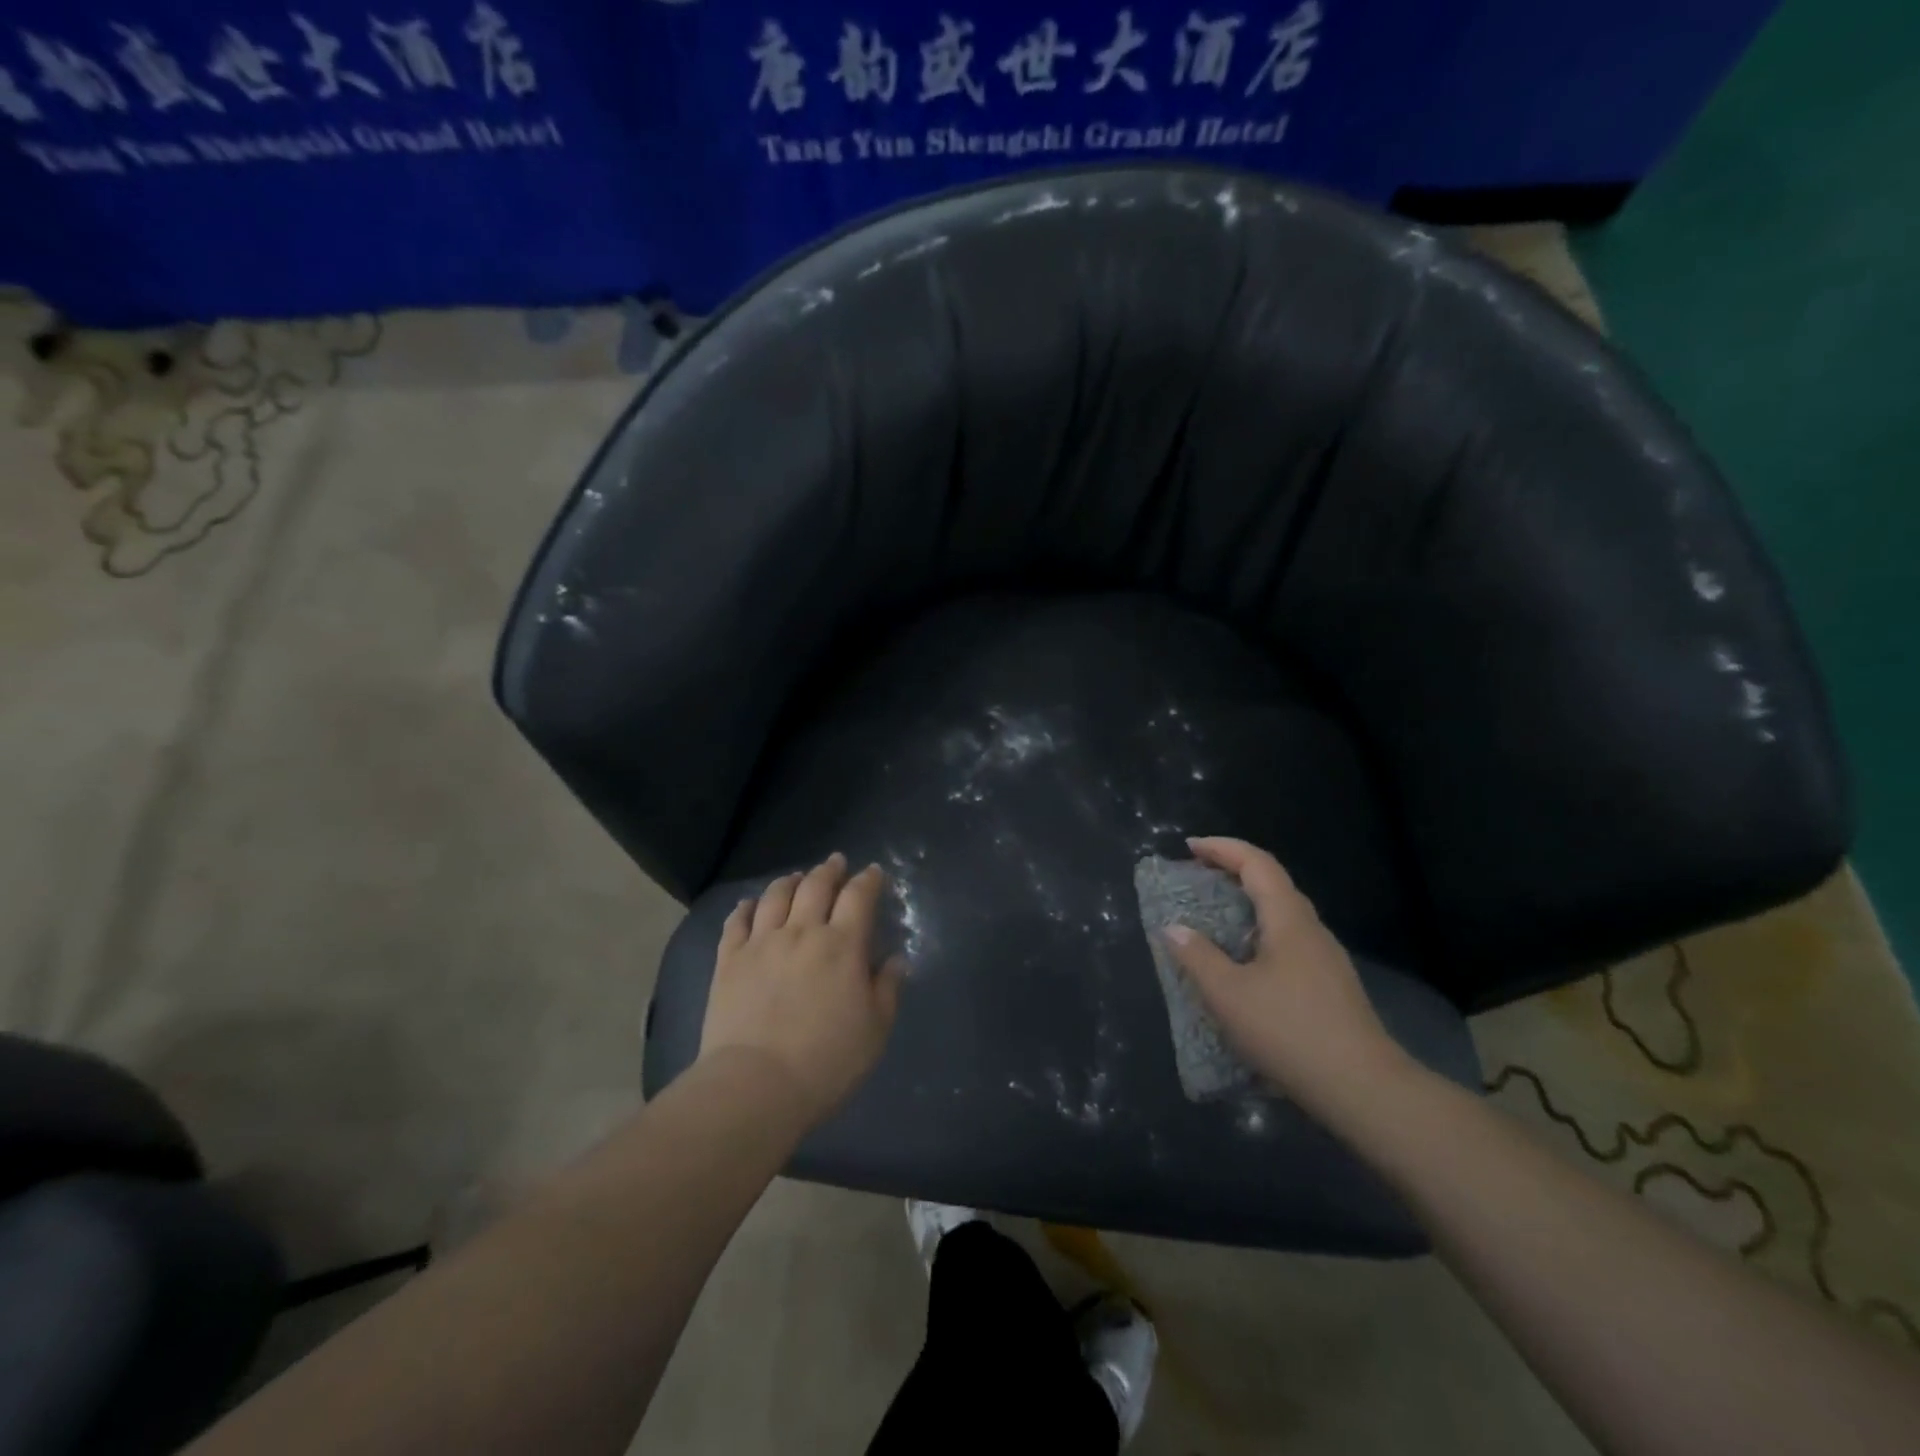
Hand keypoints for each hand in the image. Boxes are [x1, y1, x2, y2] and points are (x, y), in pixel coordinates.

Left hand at [698, 853, 902, 1129]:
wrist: (755, 1086)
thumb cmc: (826, 1062)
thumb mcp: (875, 1031)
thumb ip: (887, 989)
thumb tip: (896, 960)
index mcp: (842, 945)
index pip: (859, 897)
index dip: (868, 880)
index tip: (874, 872)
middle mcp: (802, 932)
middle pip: (816, 886)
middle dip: (829, 870)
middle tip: (835, 862)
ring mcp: (761, 943)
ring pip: (775, 896)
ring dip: (789, 882)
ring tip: (795, 878)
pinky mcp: (728, 961)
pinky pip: (736, 922)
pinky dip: (746, 907)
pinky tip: (750, 904)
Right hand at [1161, 837, 1407, 1117]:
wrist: (1364, 1090)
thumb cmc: (1289, 1031)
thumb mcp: (1228, 994)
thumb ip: (1196, 957)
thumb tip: (1173, 928)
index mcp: (1288, 920)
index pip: (1257, 863)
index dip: (1223, 848)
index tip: (1189, 848)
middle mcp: (1311, 930)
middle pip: (1272, 885)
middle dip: (1232, 874)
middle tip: (1195, 881)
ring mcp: (1326, 960)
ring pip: (1281, 917)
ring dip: (1245, 908)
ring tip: (1211, 923)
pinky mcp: (1330, 988)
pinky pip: (1287, 944)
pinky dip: (1257, 937)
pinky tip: (1241, 968)